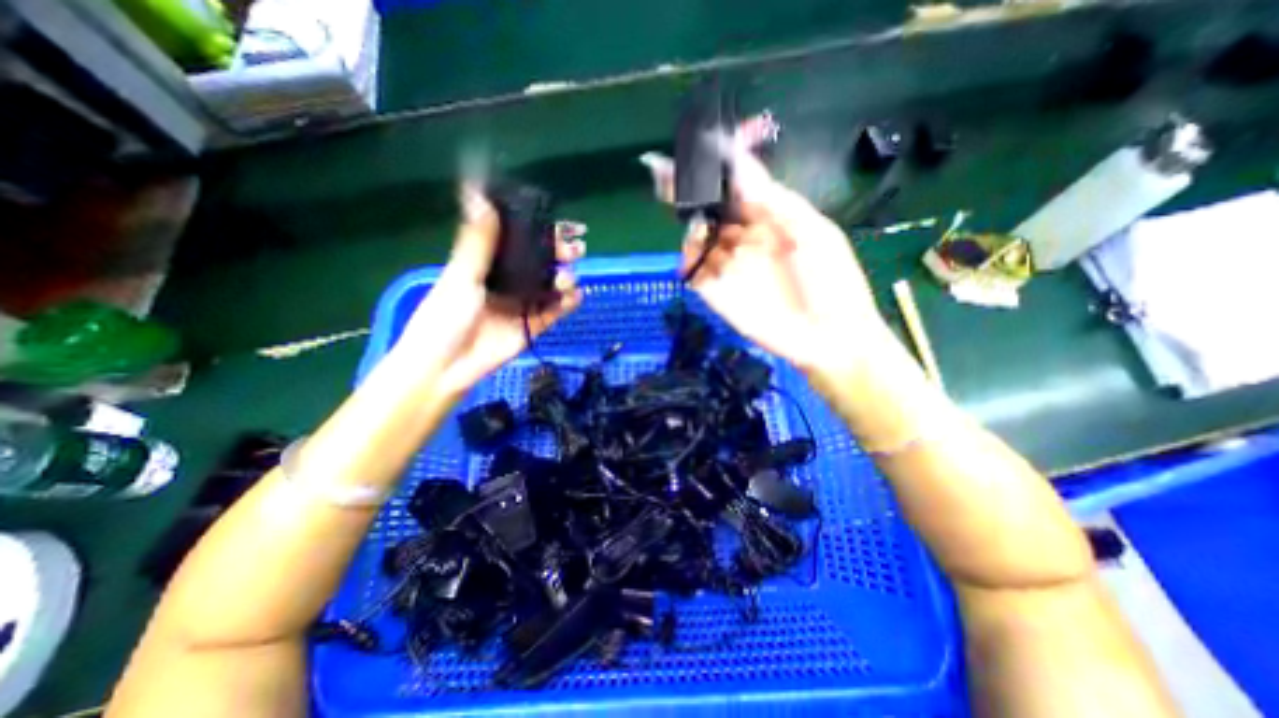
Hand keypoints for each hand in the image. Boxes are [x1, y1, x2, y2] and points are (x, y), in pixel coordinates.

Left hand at [398, 189, 587, 395]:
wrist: (445, 367)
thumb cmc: (444, 317)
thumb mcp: (461, 276)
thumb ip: (478, 241)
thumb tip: (479, 194)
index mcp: (489, 263)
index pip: (520, 239)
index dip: (542, 229)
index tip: (564, 223)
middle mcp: (509, 280)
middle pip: (542, 260)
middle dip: (561, 252)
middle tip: (575, 249)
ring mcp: (522, 303)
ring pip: (551, 284)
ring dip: (565, 278)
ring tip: (567, 280)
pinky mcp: (532, 326)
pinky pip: (555, 311)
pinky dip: (568, 303)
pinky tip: (575, 297)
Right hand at [645, 134, 890, 376]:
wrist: (828, 337)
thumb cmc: (832, 282)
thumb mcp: (814, 232)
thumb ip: (775, 201)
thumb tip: (739, 164)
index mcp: (771, 217)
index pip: (738, 183)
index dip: (718, 163)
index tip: (700, 143)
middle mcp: (744, 236)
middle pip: (710, 206)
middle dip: (687, 187)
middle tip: (663, 169)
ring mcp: (729, 264)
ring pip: (697, 235)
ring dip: (688, 220)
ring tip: (687, 210)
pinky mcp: (716, 291)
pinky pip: (693, 269)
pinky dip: (688, 257)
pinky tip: (694, 247)